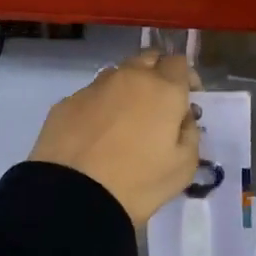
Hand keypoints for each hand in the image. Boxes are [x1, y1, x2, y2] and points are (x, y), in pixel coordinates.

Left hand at [30, 51, 200, 226]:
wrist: (74, 196)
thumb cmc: (139, 182)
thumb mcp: (184, 167)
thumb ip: (190, 134)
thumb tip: (182, 119)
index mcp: (163, 90)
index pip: (179, 63)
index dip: (187, 78)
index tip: (187, 100)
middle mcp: (129, 78)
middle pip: (147, 59)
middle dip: (157, 74)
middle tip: (158, 105)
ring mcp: (94, 88)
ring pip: (117, 74)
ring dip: (127, 88)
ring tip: (125, 119)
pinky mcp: (66, 103)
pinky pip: (91, 96)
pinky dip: (100, 107)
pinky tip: (97, 134)